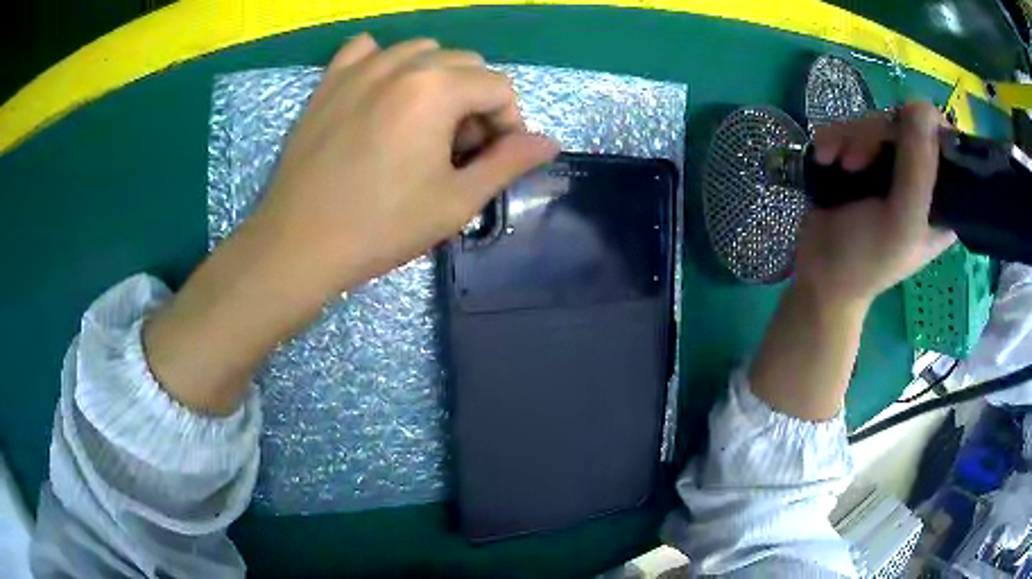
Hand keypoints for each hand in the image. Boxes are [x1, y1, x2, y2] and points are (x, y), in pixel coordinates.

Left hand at [253, 34, 558, 297]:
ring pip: (421, 51)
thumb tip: (549, 142)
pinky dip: (385, 63)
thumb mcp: (456, 201)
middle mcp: (401, 63)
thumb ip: (508, 163)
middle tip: (457, 149)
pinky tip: (382, 94)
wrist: (298, 243)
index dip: (508, 123)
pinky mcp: (328, 81)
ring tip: (421, 125)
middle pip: (465, 63)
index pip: (499, 87)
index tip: (491, 159)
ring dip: (437, 80)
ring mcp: (359, 68)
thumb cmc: (381, 227)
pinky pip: (367, 50)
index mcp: (436, 88)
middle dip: (475, 102)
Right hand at [795, 101, 955, 310]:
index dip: (924, 130)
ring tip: (838, 164)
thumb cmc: (866, 260)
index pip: (946, 144)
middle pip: (906, 125)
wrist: (818, 276)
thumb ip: (918, 167)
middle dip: (876, 136)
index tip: (901, 138)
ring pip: (876, 123)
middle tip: (857, 162)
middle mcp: (921, 179)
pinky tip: (826, 158)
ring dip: (850, 138)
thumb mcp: (901, 220)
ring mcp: (891, 169)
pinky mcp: (864, 162)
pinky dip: (835, 138)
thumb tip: (923, 105)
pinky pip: (852, 129)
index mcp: (943, 201)